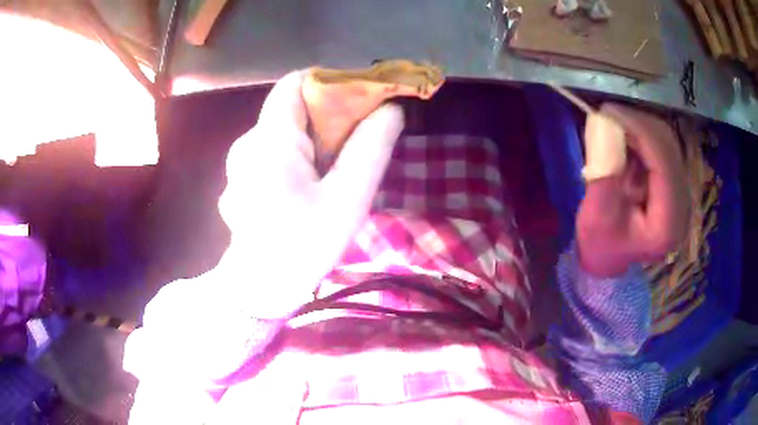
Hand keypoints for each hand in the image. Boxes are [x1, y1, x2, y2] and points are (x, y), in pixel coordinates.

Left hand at [215, 71, 403, 317]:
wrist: (258, 290)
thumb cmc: (302, 246)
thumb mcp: (348, 198)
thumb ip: (371, 148)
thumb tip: (392, 108)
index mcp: (270, 139)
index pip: (297, 82)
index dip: (331, 83)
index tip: (359, 103)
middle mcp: (248, 142)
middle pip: (292, 108)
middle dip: (328, 117)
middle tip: (356, 144)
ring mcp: (240, 162)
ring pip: (283, 132)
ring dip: (314, 141)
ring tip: (335, 172)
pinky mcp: (241, 178)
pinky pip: (273, 152)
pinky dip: (296, 157)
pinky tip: (308, 187)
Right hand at [577, 104, 689, 276]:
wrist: (611, 259)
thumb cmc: (601, 245)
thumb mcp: (596, 217)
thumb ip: (605, 175)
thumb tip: (607, 128)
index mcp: (668, 223)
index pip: (664, 163)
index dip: (640, 131)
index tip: (609, 111)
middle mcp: (683, 206)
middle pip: (669, 148)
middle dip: (639, 123)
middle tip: (608, 113)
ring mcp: (682, 194)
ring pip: (667, 143)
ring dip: (640, 126)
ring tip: (614, 122)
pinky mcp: (675, 184)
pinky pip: (662, 147)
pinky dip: (643, 135)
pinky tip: (625, 135)